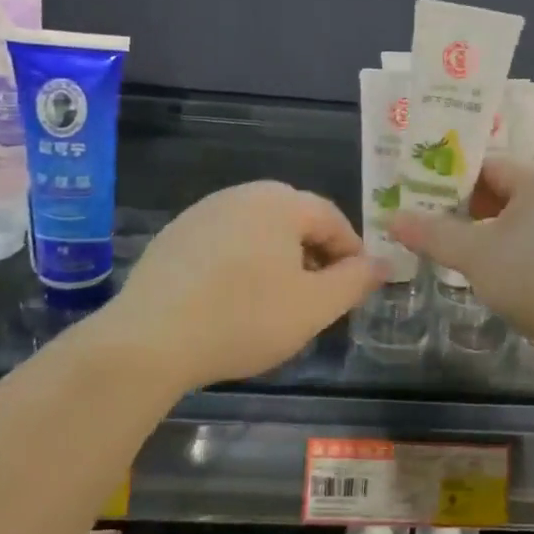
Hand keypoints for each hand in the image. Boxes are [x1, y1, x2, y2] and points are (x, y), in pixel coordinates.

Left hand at [106, 182, 384, 391]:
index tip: (355, 287)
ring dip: (278, 260)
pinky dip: (240, 265)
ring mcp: (203, 212)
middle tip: (319, 297)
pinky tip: (232, 301)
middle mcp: (242, 194)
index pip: (332, 218)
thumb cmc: (244, 318)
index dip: (351, 253)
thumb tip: (383, 263)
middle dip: (314, 256)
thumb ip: (355, 281)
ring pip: (258, 231)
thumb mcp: (314, 307)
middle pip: (294, 220)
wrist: (149, 339)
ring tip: (277, 302)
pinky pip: (224, 243)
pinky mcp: (175, 236)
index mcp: (281, 202)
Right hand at [391, 160, 533, 368]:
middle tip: (431, 222)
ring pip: (521, 226)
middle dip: (468, 208)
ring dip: (489, 235)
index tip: (423, 194)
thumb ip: (433, 233)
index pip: (490, 166)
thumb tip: (392, 218)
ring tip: (454, 250)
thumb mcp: (475, 253)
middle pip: (506, 194)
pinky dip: (512, 257)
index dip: (454, 178)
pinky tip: (490, 277)